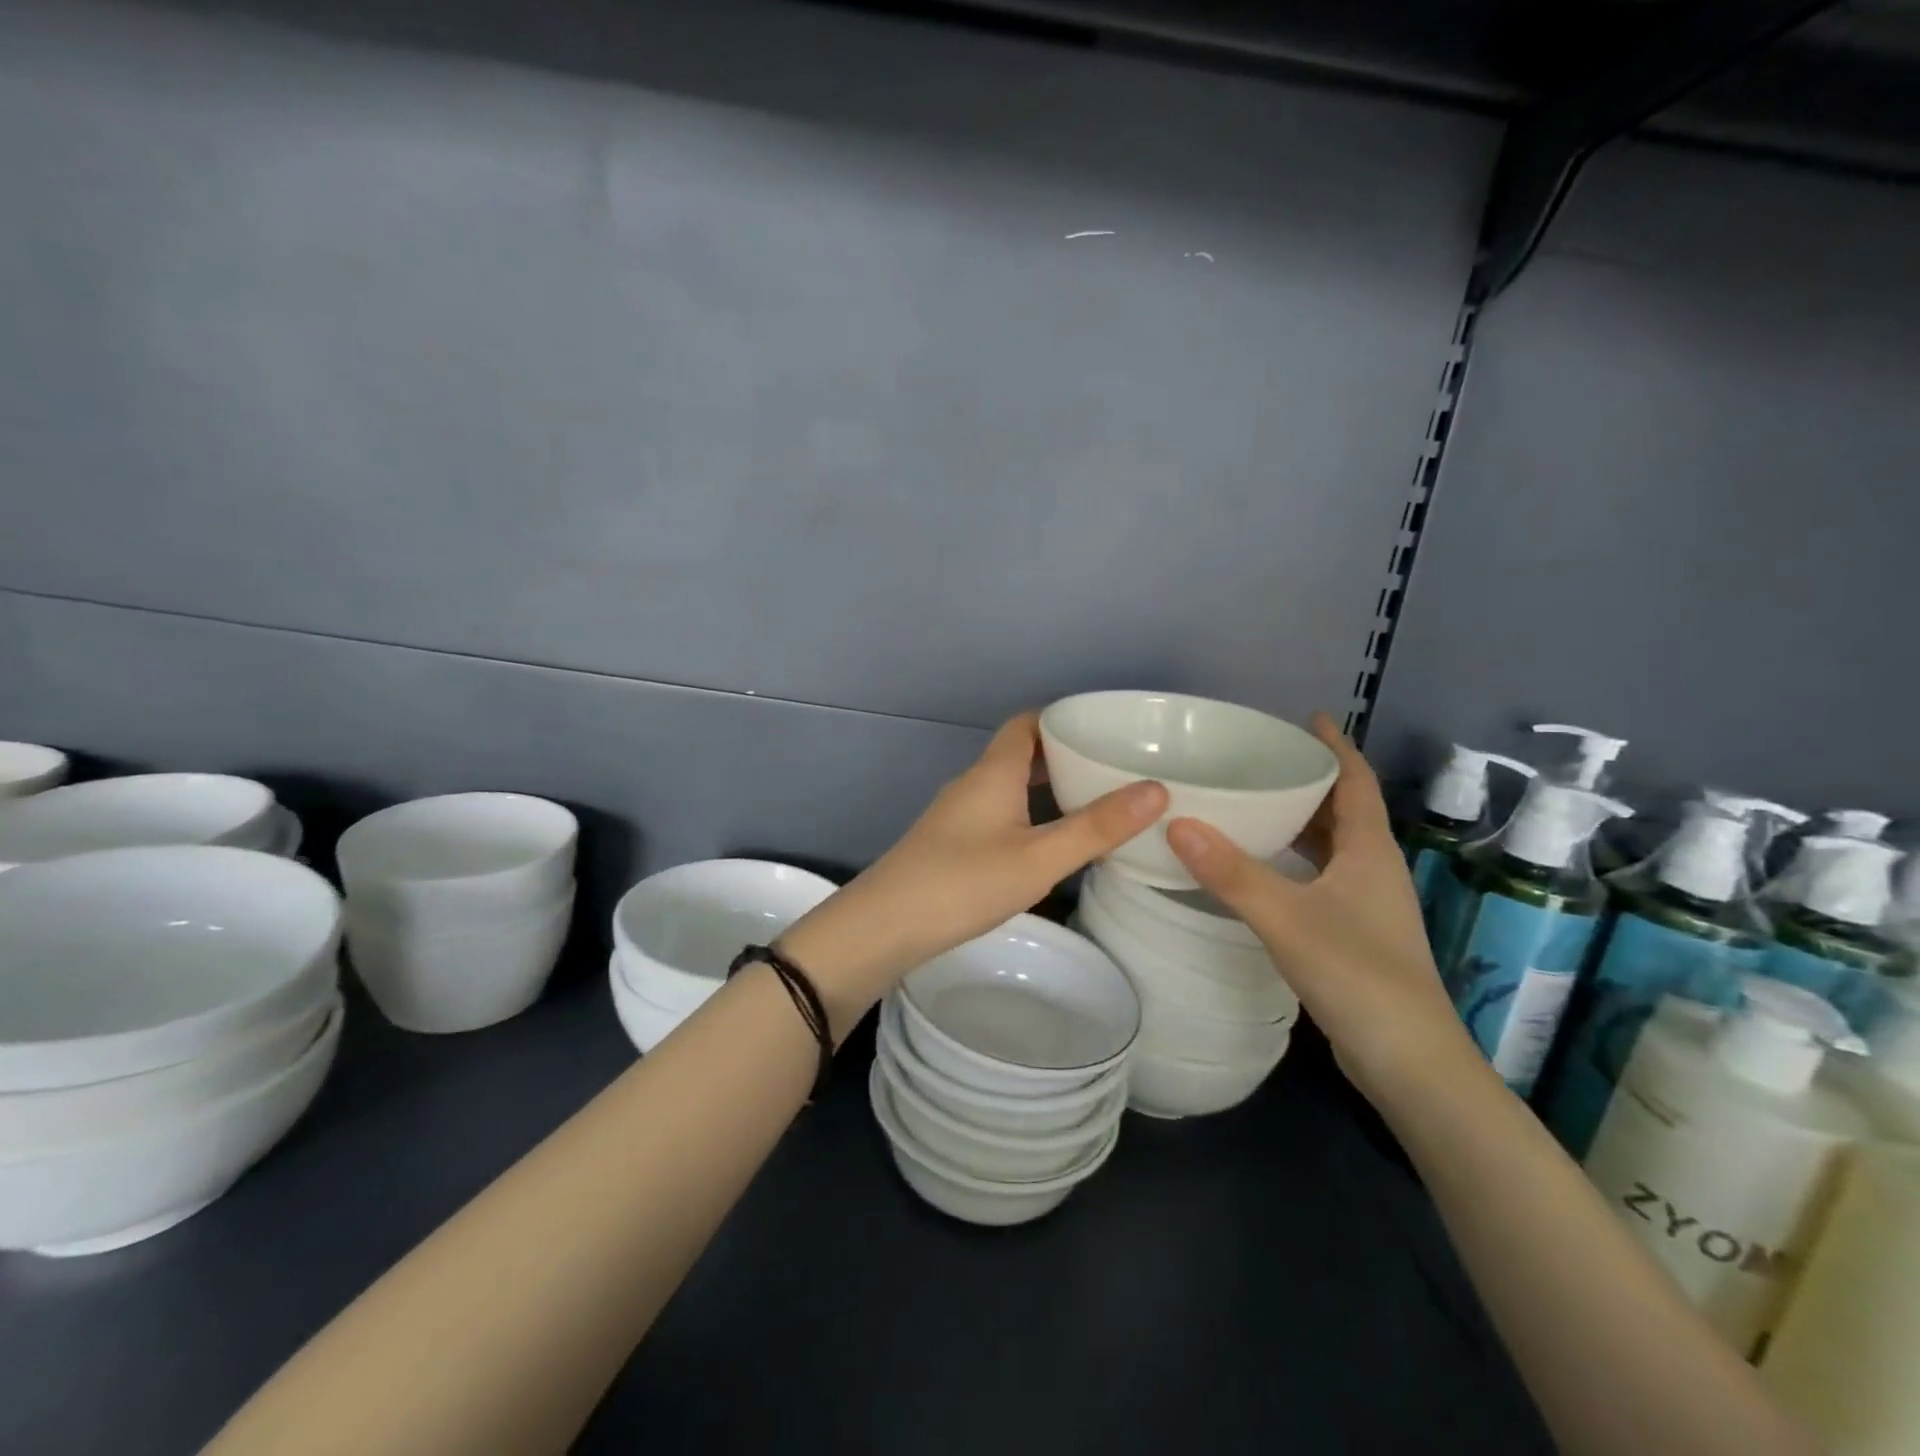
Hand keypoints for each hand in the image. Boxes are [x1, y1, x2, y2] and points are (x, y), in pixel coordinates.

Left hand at [782, 713, 1167, 1032]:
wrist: (886, 926)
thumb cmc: (964, 883)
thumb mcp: (1039, 859)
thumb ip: (1096, 827)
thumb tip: (1156, 790)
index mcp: (994, 772)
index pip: (1027, 724)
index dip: (1063, 719)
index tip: (1105, 728)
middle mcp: (973, 783)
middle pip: (1020, 753)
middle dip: (1063, 754)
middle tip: (1112, 768)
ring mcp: (957, 813)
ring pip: (1008, 784)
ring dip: (1046, 786)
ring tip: (1092, 802)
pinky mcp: (950, 841)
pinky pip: (998, 810)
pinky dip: (1028, 811)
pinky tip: (1048, 841)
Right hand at [1164, 713, 1473, 1098]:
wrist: (1409, 1061)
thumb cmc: (1358, 975)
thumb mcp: (1287, 918)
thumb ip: (1232, 872)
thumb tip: (1177, 822)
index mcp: (1369, 851)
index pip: (1356, 781)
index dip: (1335, 746)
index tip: (1307, 717)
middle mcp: (1373, 868)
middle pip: (1342, 809)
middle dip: (1307, 780)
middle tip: (1258, 759)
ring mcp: (1366, 904)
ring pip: (1331, 846)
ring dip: (1299, 821)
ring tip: (1251, 802)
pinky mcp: (1354, 933)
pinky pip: (1320, 876)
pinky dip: (1293, 859)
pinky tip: (1260, 867)